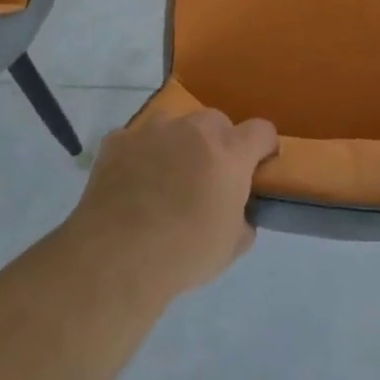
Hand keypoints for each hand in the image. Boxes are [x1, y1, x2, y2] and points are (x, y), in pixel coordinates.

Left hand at [69, 110, 278, 298]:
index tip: (257, 167)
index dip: (263, 147)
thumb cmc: (184, 253)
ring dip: (178, 142)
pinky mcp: (118, 140)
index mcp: (230, 151)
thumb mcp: (231, 247)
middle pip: (217, 122)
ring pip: (175, 124)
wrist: (116, 258)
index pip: (261, 130)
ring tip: (166, 176)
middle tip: (208, 177)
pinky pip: (136, 139)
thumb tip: (241, 215)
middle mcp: (194, 130)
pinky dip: (139, 154)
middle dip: (218, 143)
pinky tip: (131, 182)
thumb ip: (244, 220)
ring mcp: (153, 130)